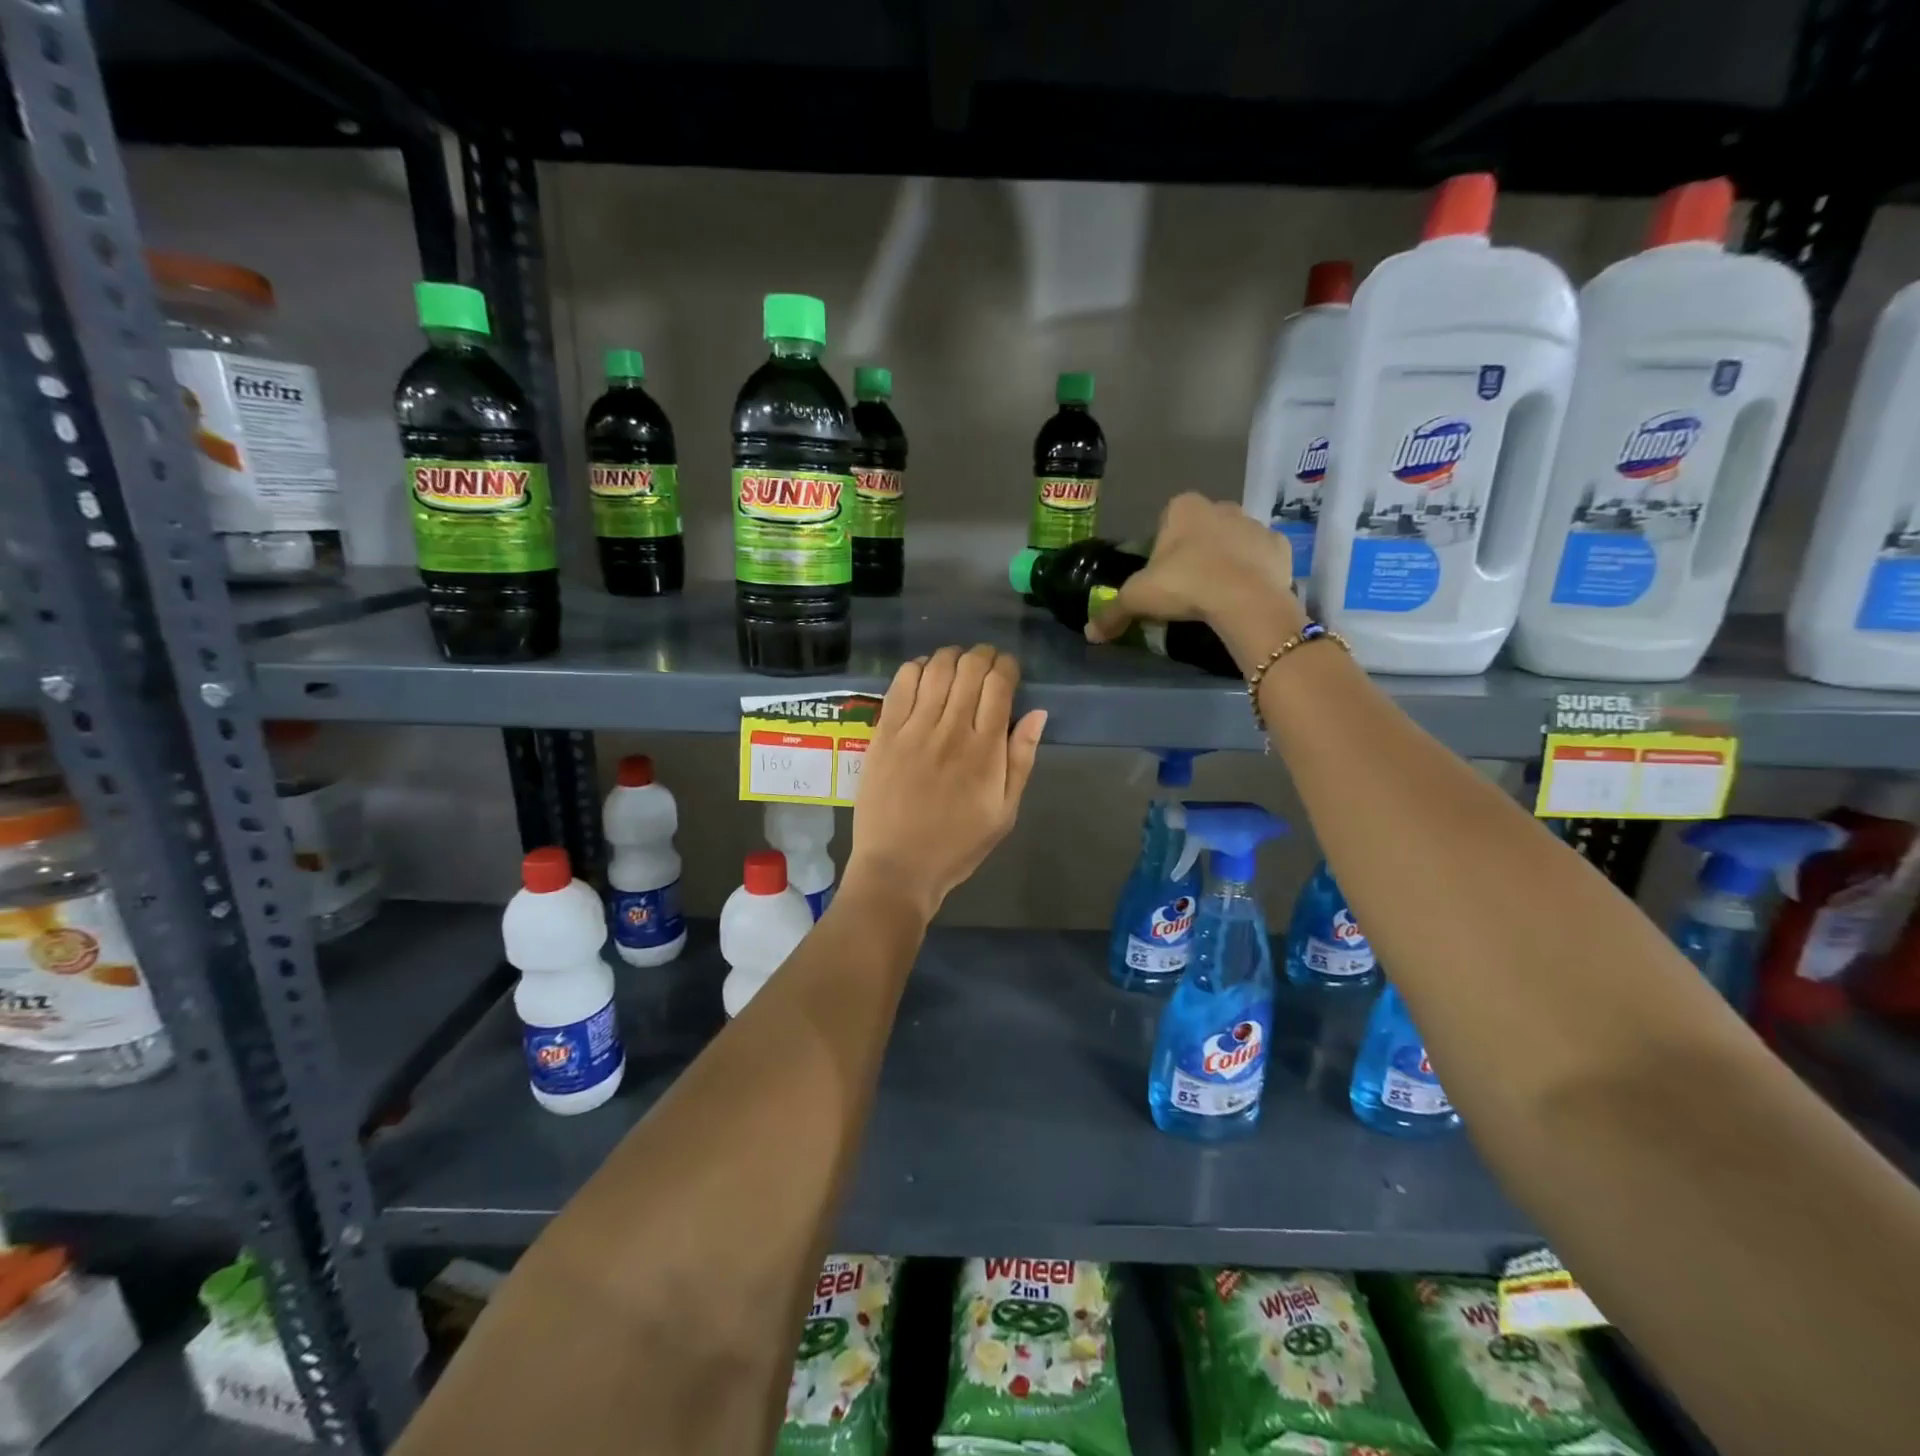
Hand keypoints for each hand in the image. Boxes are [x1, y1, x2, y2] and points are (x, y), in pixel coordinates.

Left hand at [847, 645, 1046, 920]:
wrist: (899, 867)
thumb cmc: (957, 844)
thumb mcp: (1005, 812)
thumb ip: (1022, 759)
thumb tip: (1037, 713)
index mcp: (985, 749)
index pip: (1000, 684)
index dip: (1007, 666)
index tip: (1008, 669)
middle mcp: (950, 730)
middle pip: (969, 669)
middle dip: (982, 656)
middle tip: (984, 662)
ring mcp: (914, 729)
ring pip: (936, 669)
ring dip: (950, 656)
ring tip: (955, 663)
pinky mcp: (884, 733)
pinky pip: (900, 685)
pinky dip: (915, 668)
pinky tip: (922, 674)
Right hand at [1086, 493, 1303, 646]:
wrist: (1245, 600)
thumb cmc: (1185, 586)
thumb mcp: (1137, 600)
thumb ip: (1111, 612)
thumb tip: (1090, 634)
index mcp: (1183, 507)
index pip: (1165, 522)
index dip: (1160, 551)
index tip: (1161, 579)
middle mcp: (1221, 506)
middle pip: (1200, 530)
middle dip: (1193, 553)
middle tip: (1185, 590)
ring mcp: (1254, 524)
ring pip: (1231, 542)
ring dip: (1223, 562)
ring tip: (1214, 597)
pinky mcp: (1280, 547)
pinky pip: (1259, 558)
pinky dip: (1252, 573)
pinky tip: (1242, 597)